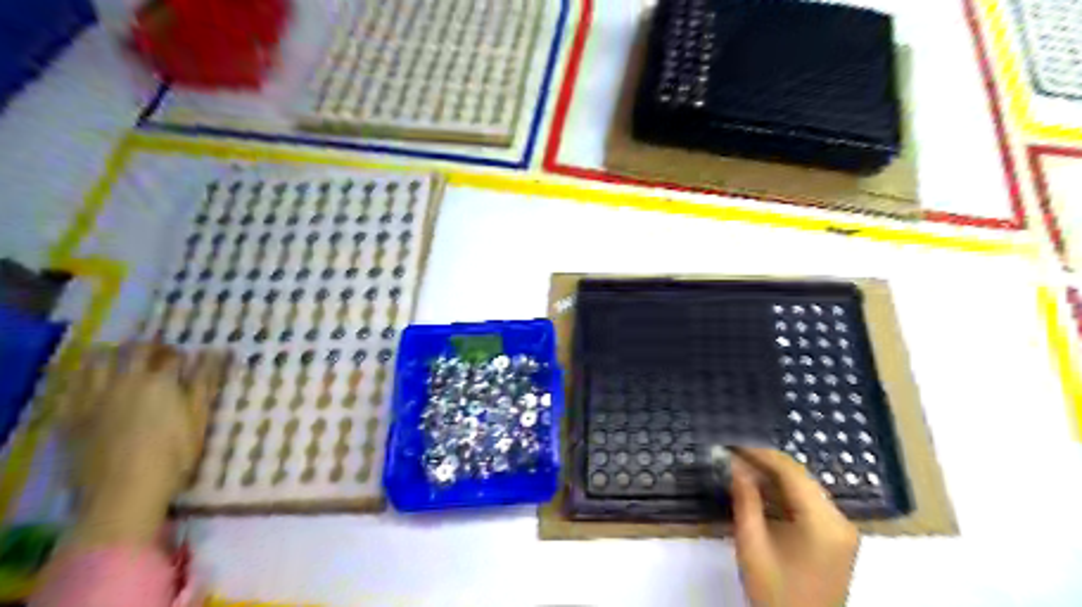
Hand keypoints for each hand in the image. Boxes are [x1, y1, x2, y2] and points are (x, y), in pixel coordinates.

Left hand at [57, 345, 228, 548]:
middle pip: (136, 351)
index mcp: (161, 382)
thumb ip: (206, 385)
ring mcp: (94, 398)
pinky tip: (94, 383)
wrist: (122, 493)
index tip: (189, 361)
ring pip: (99, 361)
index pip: (173, 356)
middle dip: (150, 348)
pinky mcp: (72, 416)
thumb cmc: (172, 457)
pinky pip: (73, 386)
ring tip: (125, 364)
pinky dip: (85, 377)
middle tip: (159, 356)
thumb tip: (219, 353)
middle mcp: (126, 382)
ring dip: (114, 356)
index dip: (182, 356)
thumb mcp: (199, 420)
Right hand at [730, 445, 858, 605]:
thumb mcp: (751, 544)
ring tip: (742, 468)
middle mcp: (840, 520)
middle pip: (801, 477)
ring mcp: (842, 530)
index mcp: (823, 522)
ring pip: (805, 488)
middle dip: (766, 463)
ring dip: (774, 477)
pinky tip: (761, 491)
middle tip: (733, 454)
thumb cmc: (774, 593)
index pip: (791, 472)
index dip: (760, 453)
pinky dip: (785, 494)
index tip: (732, 444)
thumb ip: (745, 500)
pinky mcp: (838, 538)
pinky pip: (809, 503)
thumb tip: (735, 464)